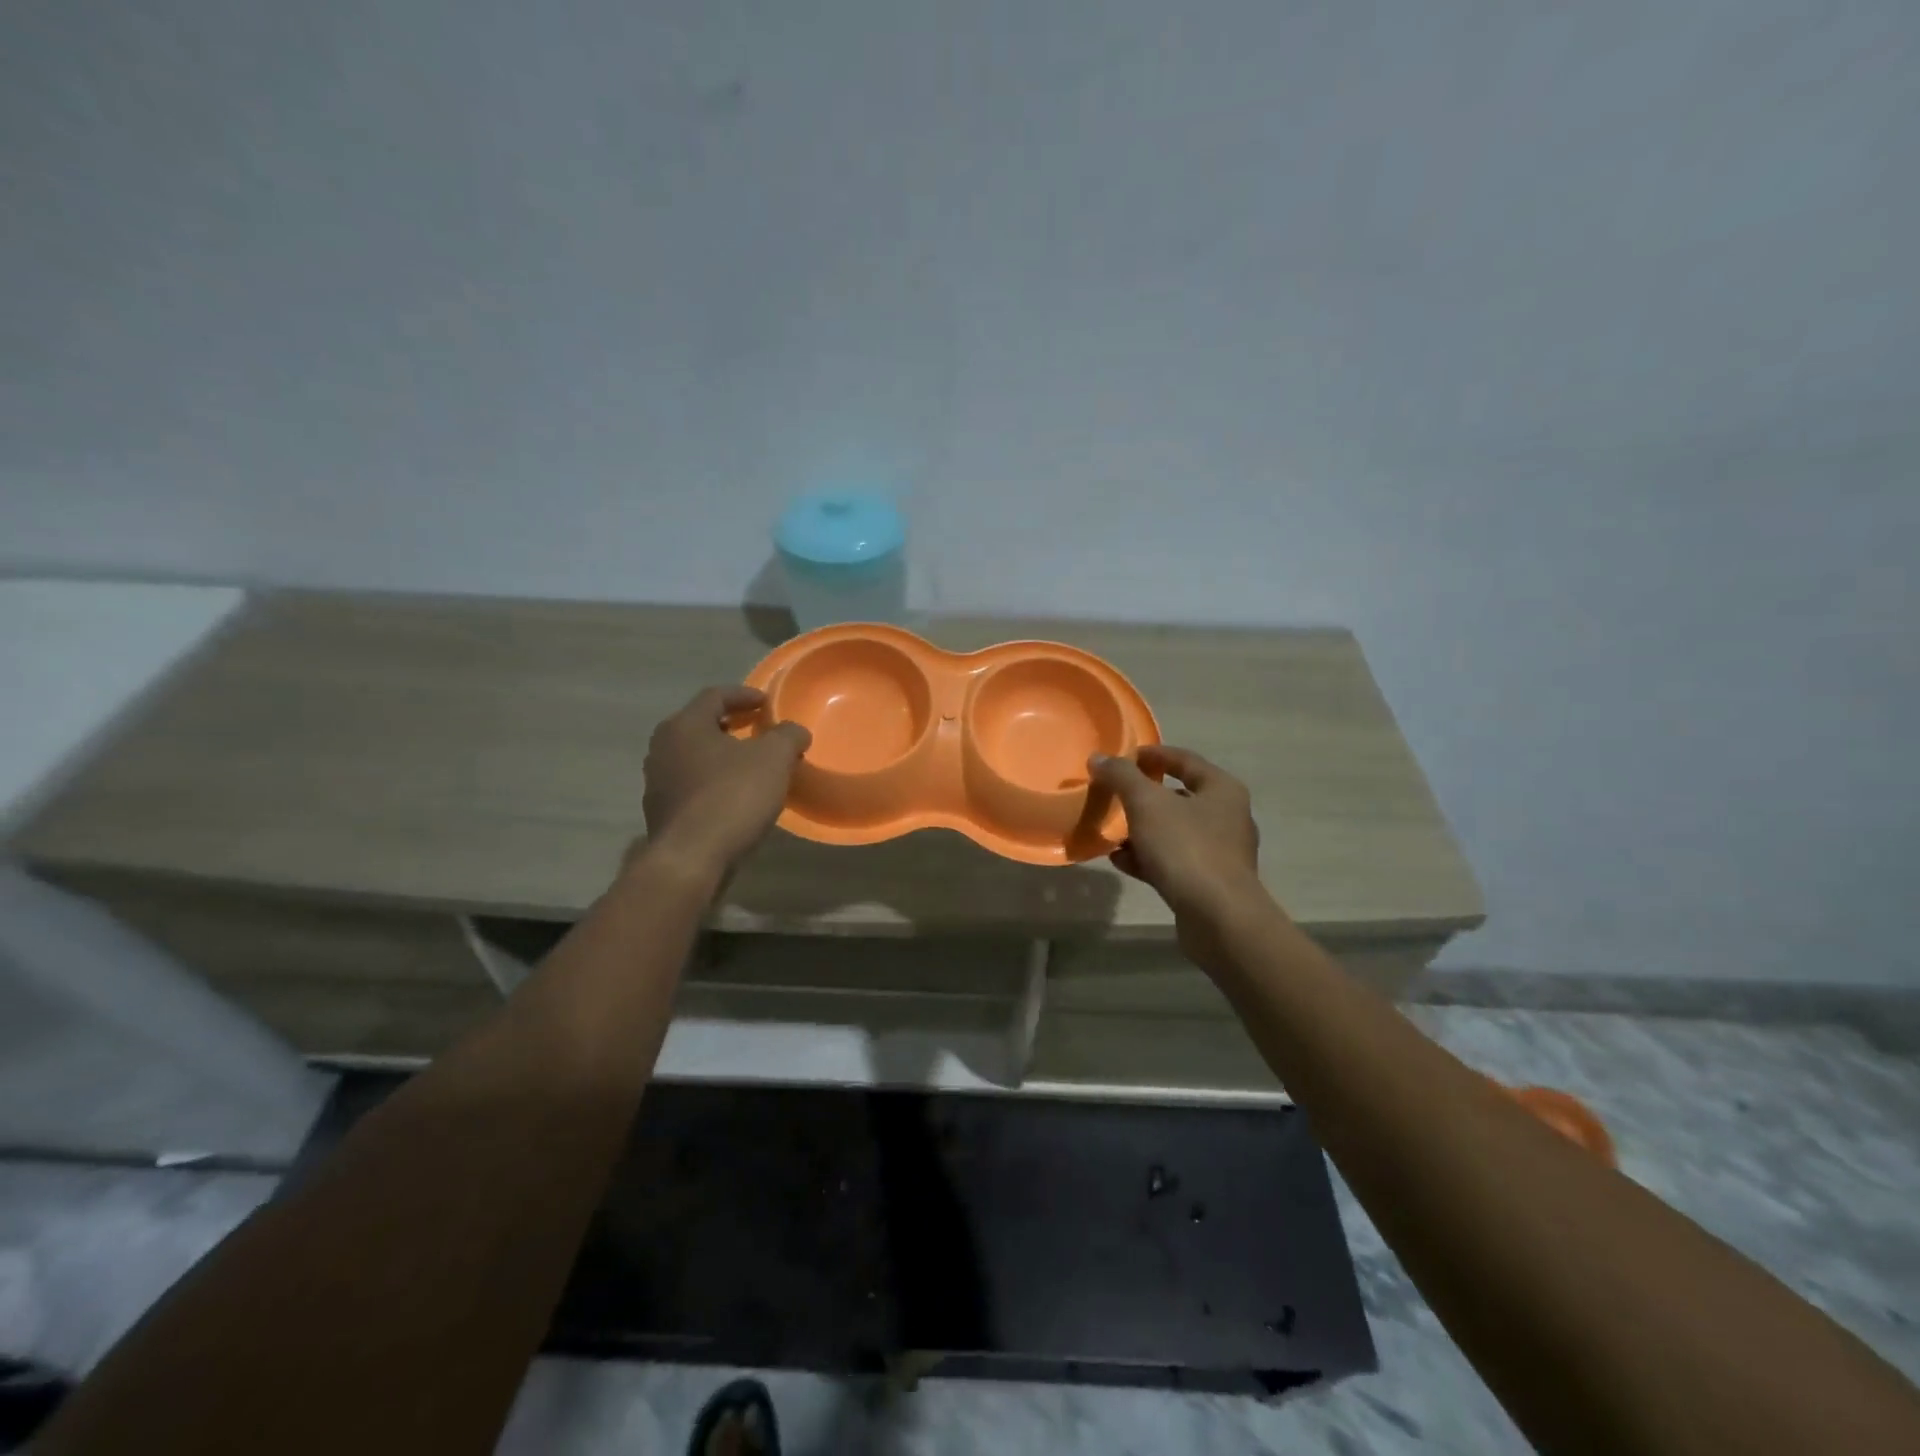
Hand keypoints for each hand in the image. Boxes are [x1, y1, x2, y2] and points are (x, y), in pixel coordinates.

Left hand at [639, 686, 811, 879]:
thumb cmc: (732, 796)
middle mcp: (662, 747)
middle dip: (732, 724)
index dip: (744, 695)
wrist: (691, 858)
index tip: (767, 702)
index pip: (715, 696)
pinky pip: (691, 785)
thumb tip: (794, 731)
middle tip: (759, 729)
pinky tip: (734, 797)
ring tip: (750, 765)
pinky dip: (713, 782)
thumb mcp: (774, 759)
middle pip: (701, 725)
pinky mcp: (661, 812)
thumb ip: (788, 736)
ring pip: (694, 757)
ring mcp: (657, 781)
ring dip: (722, 756)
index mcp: (685, 725)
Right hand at [1089, 745, 1265, 948]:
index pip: (1184, 760)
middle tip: (1113, 795)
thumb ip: (1121, 776)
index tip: (1123, 758)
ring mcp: (1220, 852)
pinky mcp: (1208, 882)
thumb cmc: (1186, 847)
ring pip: (1173, 831)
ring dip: (1142, 829)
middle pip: (1178, 796)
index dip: (1152, 755)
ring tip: (1111, 831)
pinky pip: (1172, 860)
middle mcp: (1227, 817)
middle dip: (1143, 796)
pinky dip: (1147, 857)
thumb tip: (1099, 758)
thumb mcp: (1146, 803)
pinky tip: (1120, 861)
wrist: (1218, 917)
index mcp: (1221, 789)